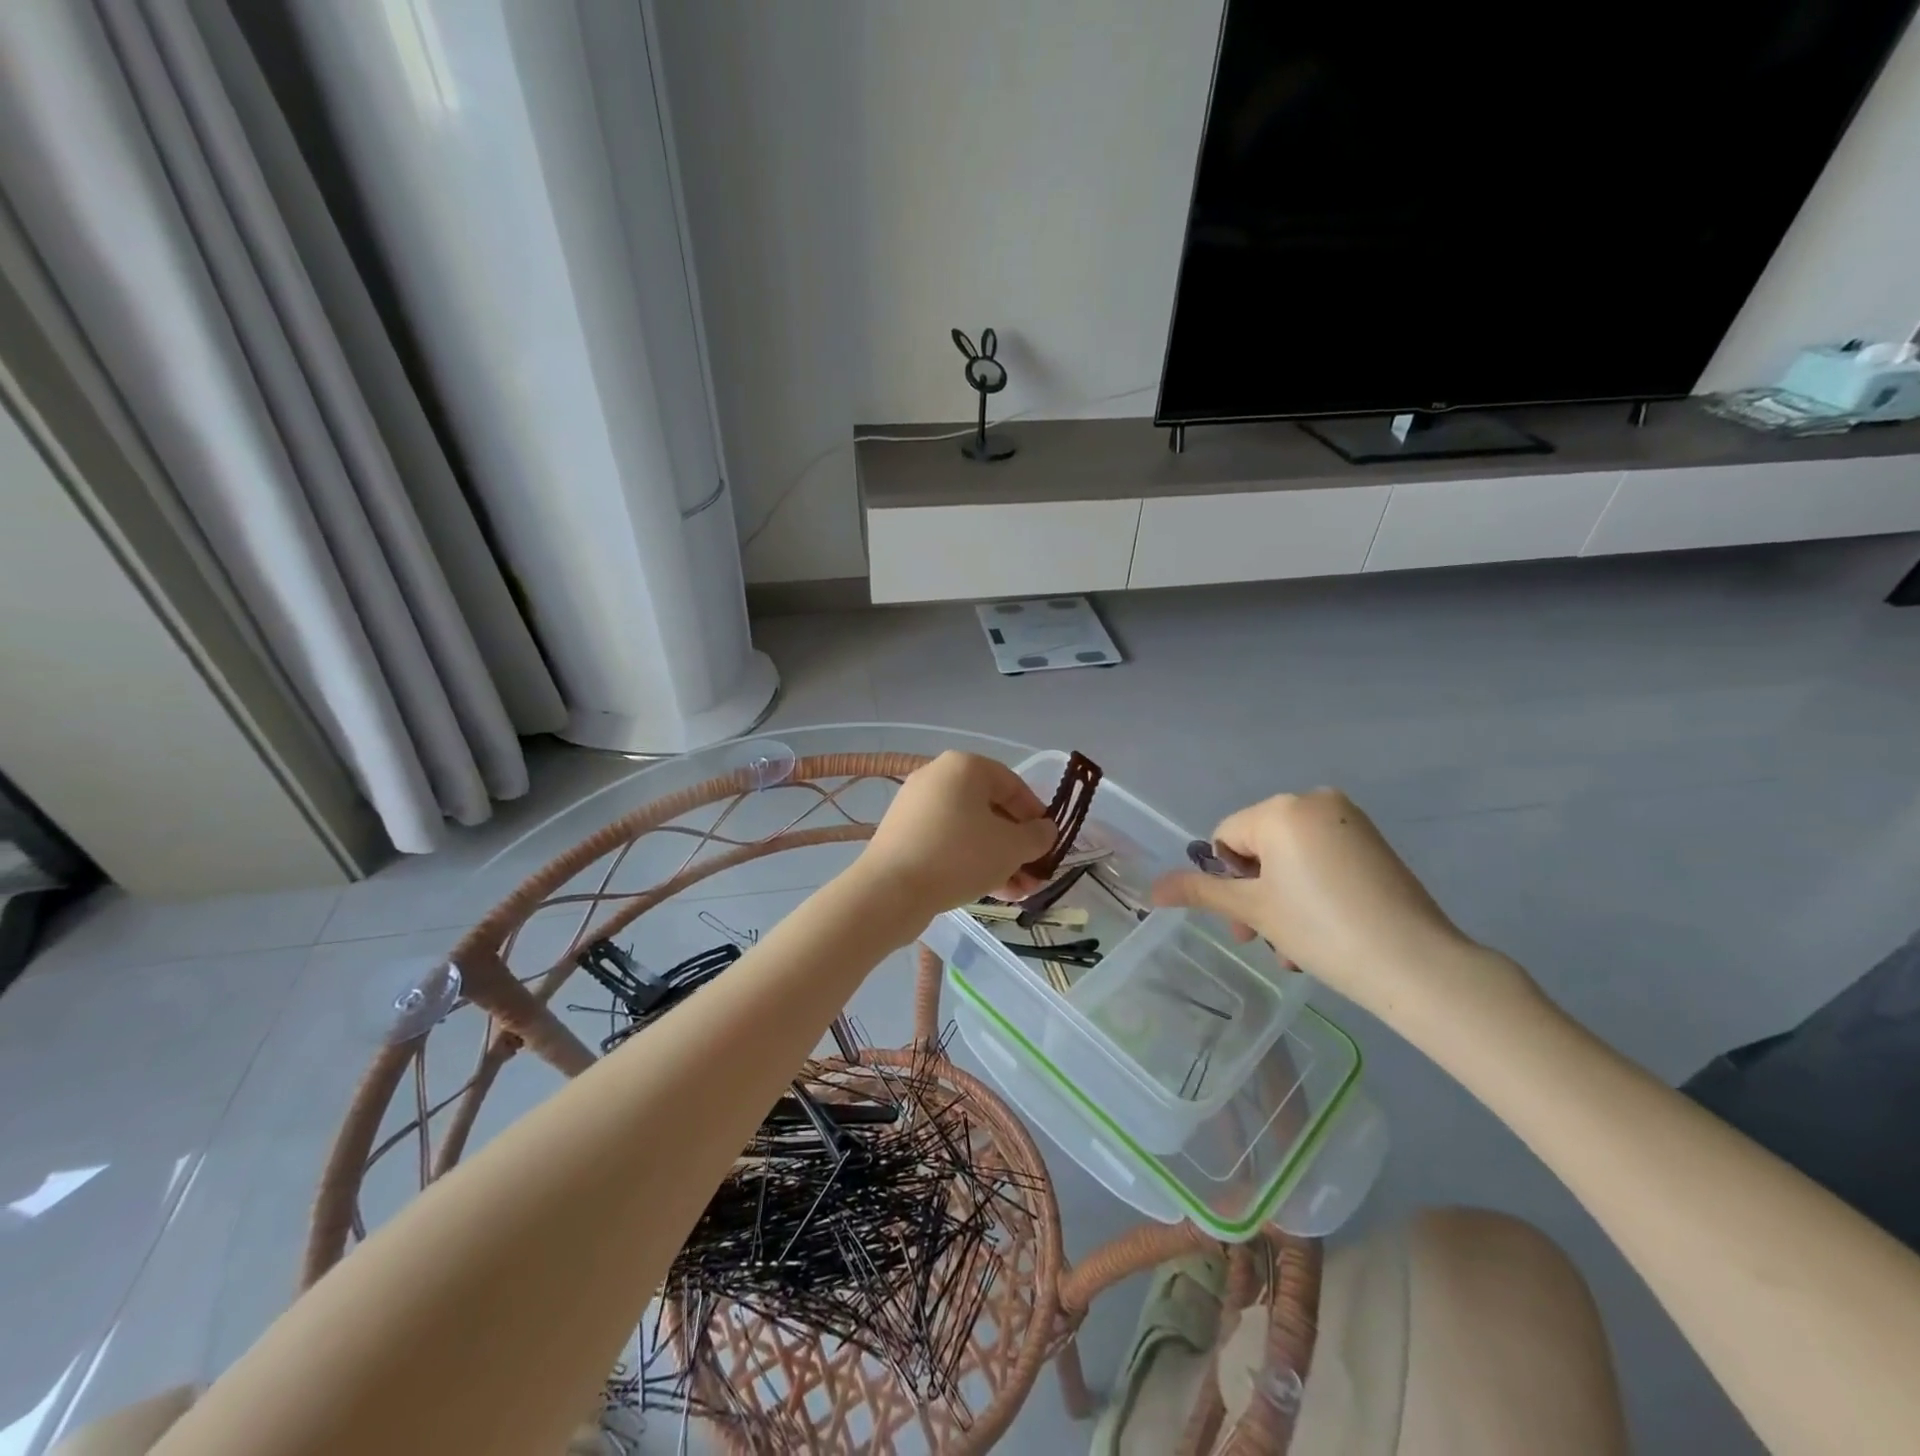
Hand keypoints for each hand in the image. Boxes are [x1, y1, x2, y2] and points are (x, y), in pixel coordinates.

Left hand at [856, 752, 1057, 918]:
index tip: (1049, 842)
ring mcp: (917, 806)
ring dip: (999, 859)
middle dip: (1017, 845)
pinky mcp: (905, 835)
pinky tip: (992, 891)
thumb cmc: (959, 856)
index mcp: (964, 766)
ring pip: (971, 830)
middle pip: (991, 809)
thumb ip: (1037, 836)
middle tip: (1035, 874)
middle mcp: (938, 777)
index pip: (1013, 784)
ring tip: (1019, 893)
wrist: (890, 890)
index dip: (1036, 814)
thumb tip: (1045, 830)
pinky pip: (948, 842)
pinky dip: (971, 861)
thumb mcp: (1011, 847)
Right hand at [1153, 790, 1513, 1020]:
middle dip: (1254, 897)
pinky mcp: (1373, 843)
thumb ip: (1200, 891)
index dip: (1227, 883)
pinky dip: (1311, 891)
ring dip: (1281, 902)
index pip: (1226, 839)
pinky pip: (1322, 859)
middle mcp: (1314, 801)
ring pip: (1290, 859)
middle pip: (1258, 848)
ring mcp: (1349, 820)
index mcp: (1280, 809)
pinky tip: (1322, 932)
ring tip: (1295, 949)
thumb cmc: (1322, 929)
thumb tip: (1151, 889)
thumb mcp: (1254, 910)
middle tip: (1264, 941)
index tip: (1244, 926)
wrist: (1416, 963)